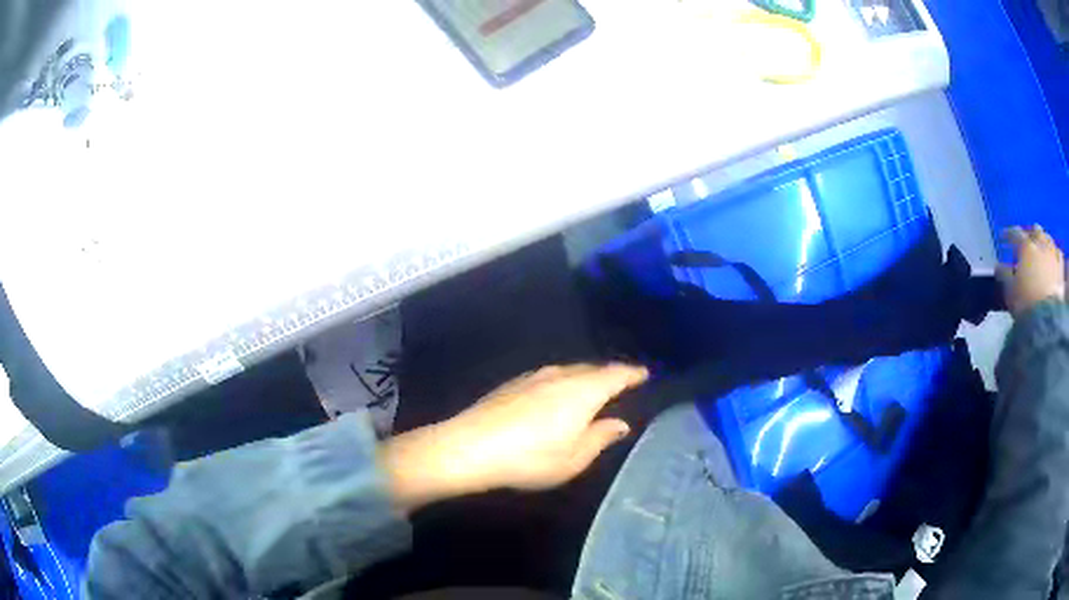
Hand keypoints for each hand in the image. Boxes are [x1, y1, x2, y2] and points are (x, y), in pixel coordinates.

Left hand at [381, 364, 647, 511]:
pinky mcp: (512, 383)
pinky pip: (548, 376)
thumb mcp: (573, 458)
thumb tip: (620, 423)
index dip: (632, 374)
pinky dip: (562, 381)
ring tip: (591, 388)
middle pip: (592, 369)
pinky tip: (555, 395)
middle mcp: (560, 375)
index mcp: (582, 391)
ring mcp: (533, 376)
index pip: (615, 375)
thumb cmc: (529, 459)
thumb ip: (600, 437)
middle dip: (609, 374)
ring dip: (584, 377)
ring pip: (569, 370)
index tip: (644, 374)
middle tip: (621, 383)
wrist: (469, 447)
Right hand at [997, 225, 1065, 315]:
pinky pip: (1058, 254)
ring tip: (1041, 250)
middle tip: (1027, 241)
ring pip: (1048, 239)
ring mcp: (1053, 254)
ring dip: (1044, 241)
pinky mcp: (1061, 268)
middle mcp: (1040, 243)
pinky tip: (1054, 259)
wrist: (1047, 320)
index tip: (1003, 238)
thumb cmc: (1026, 304)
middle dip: (1030, 234)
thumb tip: (998, 266)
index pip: (1015, 233)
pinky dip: (1055, 254)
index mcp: (1026, 246)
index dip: (1008, 234)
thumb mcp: (1010, 291)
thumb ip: (1004, 275)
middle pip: (1035, 230)